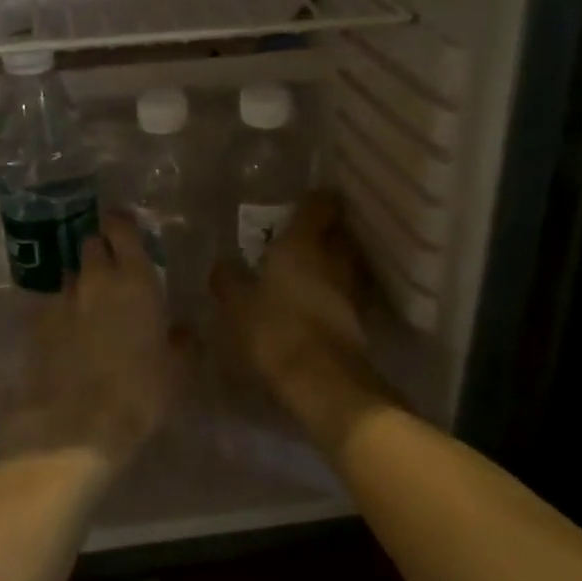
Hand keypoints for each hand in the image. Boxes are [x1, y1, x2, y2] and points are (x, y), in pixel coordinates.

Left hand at [0, 214, 176, 468]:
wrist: (78, 425)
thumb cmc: (140, 393)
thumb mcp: (178, 371)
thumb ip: (182, 342)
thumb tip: (181, 331)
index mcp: (135, 280)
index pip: (121, 229)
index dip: (120, 223)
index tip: (121, 226)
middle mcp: (95, 279)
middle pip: (90, 246)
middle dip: (99, 253)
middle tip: (110, 272)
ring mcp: (61, 299)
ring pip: (70, 276)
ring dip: (80, 285)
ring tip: (87, 309)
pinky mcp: (36, 323)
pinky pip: (50, 306)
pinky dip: (59, 314)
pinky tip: (65, 336)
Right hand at [210, 191, 381, 438]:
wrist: (321, 381)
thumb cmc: (273, 329)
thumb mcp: (235, 305)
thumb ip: (229, 280)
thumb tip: (222, 264)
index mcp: (303, 243)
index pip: (320, 204)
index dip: (313, 200)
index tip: (299, 203)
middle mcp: (333, 258)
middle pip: (337, 232)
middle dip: (323, 230)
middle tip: (299, 235)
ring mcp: (351, 288)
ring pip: (344, 262)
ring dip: (330, 261)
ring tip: (307, 268)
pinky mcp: (359, 318)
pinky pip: (345, 291)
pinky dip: (334, 289)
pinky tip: (316, 299)